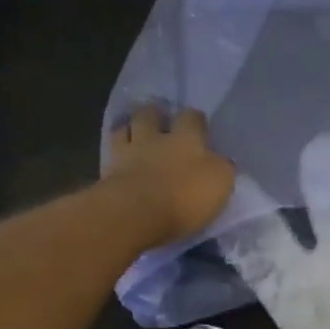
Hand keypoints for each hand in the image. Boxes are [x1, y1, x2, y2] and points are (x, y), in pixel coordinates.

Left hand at [103, 104, 235, 244]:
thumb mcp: (220, 183)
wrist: (135, 213)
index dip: (195, 120)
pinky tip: (118, 158)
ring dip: (130, 128)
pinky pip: (110, 154)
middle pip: (152, 115)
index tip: (198, 127)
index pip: (193, 118)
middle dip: (156, 114)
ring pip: (126, 128)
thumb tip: (221, 161)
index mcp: (188, 139)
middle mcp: (156, 138)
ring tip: (134, 133)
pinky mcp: (107, 173)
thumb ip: (221, 168)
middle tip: (159, 121)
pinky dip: (114, 154)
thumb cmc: (185, 197)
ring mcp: (128, 153)